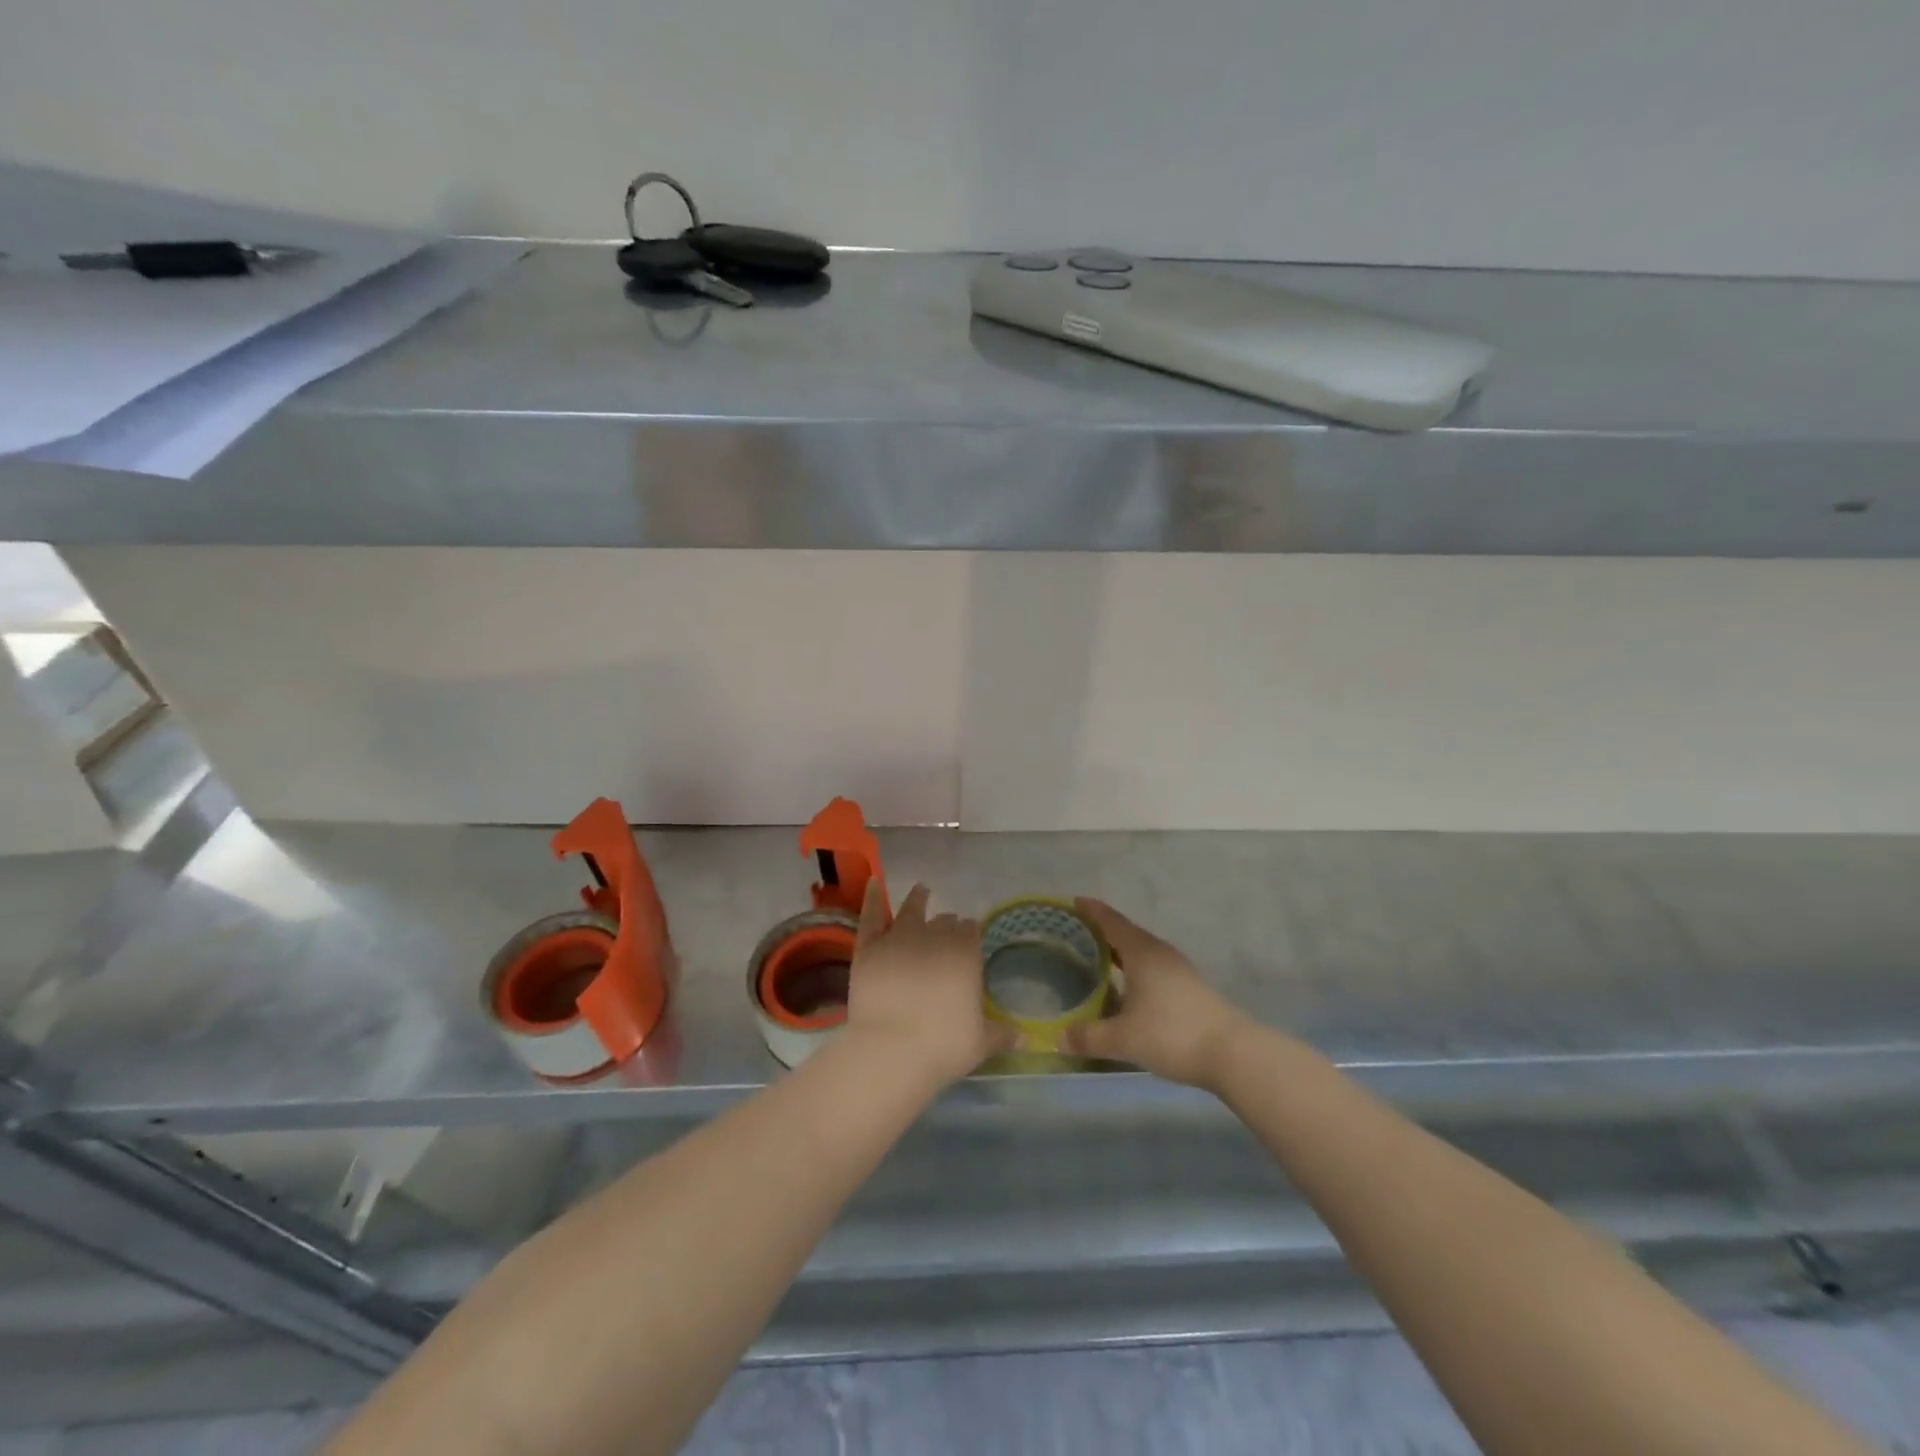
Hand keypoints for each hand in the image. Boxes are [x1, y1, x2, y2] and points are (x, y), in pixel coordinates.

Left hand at [845, 881, 1014, 1085]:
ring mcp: (898, 938)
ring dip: (918, 899)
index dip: (970, 933)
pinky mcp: (869, 947)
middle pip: (944, 921)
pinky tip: (875, 883)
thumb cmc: (942, 1046)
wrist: (890, 1051)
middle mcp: (934, 937)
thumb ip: (1001, 1033)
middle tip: (948, 927)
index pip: (971, 931)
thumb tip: (1024, 1035)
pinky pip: (871, 914)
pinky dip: (873, 897)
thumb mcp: (981, 1043)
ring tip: (922, 891)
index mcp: (965, 953)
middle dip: (948, 923)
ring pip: (911, 910)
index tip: (970, 937)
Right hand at [1063, 898, 1250, 1090]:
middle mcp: (1160, 953)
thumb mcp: (1123, 1039)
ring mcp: (1179, 970)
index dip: (1091, 911)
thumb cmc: (1171, 1034)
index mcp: (1141, 953)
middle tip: (1077, 934)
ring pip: (1142, 952)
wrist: (1233, 1053)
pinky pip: (1154, 968)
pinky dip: (1135, 970)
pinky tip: (1128, 988)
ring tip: (1098, 959)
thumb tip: (1059, 1037)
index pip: (1111, 922)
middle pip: (1127, 934)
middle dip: (1102, 931)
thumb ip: (1089, 1037)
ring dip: (1121, 952)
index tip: (1073, 902)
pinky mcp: (1190, 988)